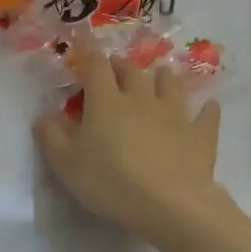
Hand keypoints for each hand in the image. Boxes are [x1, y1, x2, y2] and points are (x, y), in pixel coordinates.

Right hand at [34, 37, 231, 249]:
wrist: (169, 204)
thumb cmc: (109, 182)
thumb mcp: (65, 163)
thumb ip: (50, 135)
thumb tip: (44, 115)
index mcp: (106, 102)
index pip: (95, 67)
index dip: (87, 54)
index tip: (81, 47)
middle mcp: (141, 98)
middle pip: (132, 70)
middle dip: (121, 65)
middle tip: (114, 68)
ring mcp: (175, 113)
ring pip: (170, 83)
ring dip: (162, 77)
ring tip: (158, 78)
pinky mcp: (200, 134)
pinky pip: (206, 114)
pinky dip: (204, 109)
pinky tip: (206, 108)